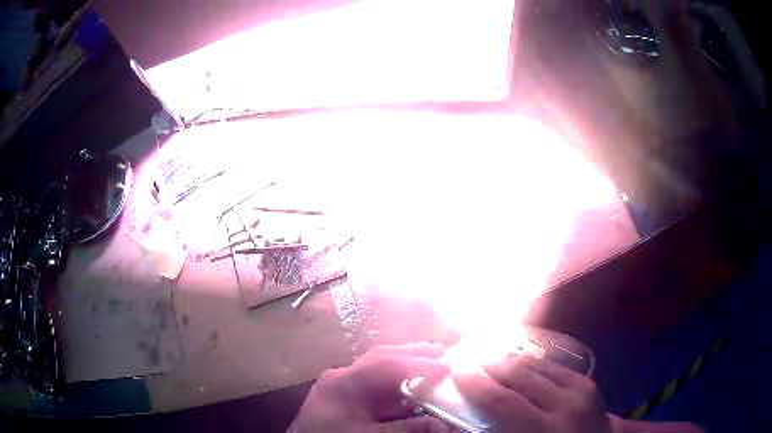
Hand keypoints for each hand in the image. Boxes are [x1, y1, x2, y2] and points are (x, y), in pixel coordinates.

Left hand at [290, 343, 451, 432]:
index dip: (419, 364)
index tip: (446, 365)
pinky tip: (402, 383)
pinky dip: (389, 377)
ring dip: (400, 361)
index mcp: (345, 382)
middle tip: (439, 350)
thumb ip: (406, 430)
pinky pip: (368, 378)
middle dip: (410, 352)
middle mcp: (340, 376)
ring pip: (373, 365)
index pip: (388, 366)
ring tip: (425, 359)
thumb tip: (444, 424)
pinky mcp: (337, 394)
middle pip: (379, 357)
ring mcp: (337, 384)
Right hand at [454, 355, 612, 432]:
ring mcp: (581, 390)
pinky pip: (554, 367)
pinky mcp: (588, 383)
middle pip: (522, 377)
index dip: (477, 385)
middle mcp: (565, 406)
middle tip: (471, 356)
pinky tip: (521, 361)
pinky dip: (533, 363)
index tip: (457, 371)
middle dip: (493, 364)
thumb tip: (465, 421)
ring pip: (539, 367)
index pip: (504, 402)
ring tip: (492, 355)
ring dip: (512, 359)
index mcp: (545, 431)